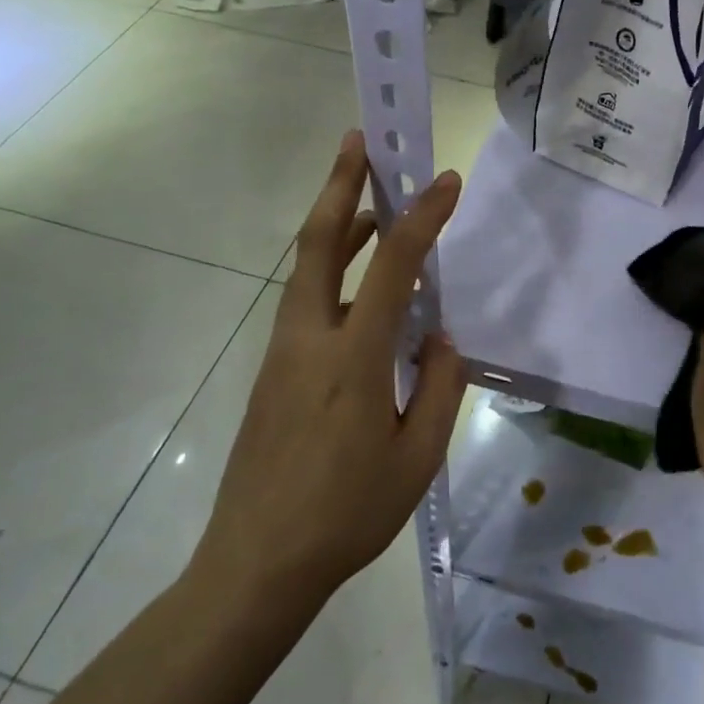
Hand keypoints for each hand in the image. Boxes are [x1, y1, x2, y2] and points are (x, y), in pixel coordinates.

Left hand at [189, 130, 466, 606]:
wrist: (257, 563)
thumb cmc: (347, 514)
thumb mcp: (417, 458)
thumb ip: (438, 387)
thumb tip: (438, 339)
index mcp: (353, 356)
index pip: (394, 267)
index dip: (422, 217)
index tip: (446, 182)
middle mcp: (309, 338)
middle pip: (319, 242)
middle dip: (340, 184)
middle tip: (360, 140)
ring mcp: (282, 353)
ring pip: (307, 268)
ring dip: (337, 224)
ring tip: (371, 202)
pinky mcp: (272, 371)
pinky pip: (306, 302)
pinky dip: (333, 271)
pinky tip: (361, 288)